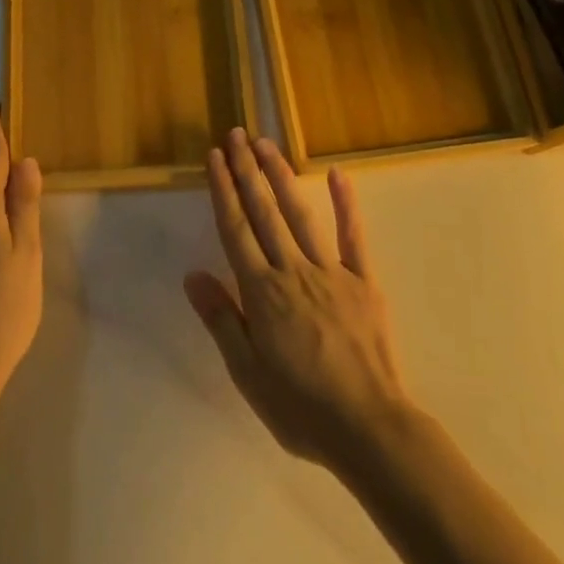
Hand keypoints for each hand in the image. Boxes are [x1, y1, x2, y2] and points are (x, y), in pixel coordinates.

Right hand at [184, 128, 411, 475]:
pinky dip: (346, 203)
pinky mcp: (364, 281)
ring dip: (281, 175)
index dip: (223, 191)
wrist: (370, 429)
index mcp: (262, 293)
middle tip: (236, 134)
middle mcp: (293, 271)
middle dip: (247, 170)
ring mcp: (332, 271)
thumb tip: (192, 275)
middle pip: (264, 212)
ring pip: (300, 214)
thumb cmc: (301, 408)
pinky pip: (353, 236)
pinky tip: (337, 174)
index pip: (235, 230)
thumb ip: (222, 320)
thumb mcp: (248, 374)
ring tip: (266, 143)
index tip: (215, 158)